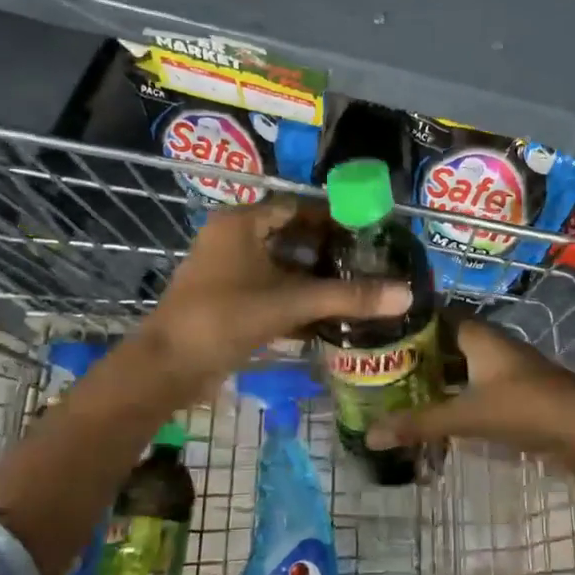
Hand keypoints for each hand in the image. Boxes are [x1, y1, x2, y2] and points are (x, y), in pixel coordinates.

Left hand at [135, 198, 410, 399]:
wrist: (167, 368)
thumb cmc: (224, 318)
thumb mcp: (289, 303)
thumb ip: (347, 297)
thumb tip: (406, 294)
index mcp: (241, 223)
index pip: (297, 206)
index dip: (334, 216)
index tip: (369, 231)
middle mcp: (232, 239)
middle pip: (290, 235)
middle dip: (328, 249)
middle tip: (368, 261)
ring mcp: (226, 271)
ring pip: (280, 265)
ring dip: (313, 277)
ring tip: (355, 286)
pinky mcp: (226, 300)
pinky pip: (269, 289)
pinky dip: (295, 299)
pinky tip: (327, 315)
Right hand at [364, 319, 574, 461]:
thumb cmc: (525, 408)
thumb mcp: (468, 416)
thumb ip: (420, 424)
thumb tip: (370, 434)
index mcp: (479, 334)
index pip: (435, 313)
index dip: (408, 318)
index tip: (376, 327)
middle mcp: (490, 344)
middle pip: (445, 341)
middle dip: (415, 352)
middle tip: (377, 363)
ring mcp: (503, 367)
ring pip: (459, 365)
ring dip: (434, 375)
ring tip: (395, 387)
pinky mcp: (512, 391)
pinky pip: (473, 385)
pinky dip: (452, 394)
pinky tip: (431, 410)